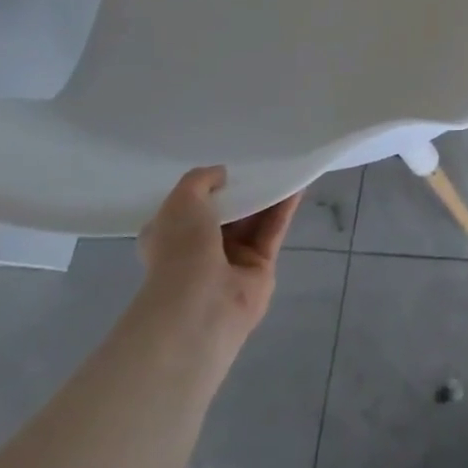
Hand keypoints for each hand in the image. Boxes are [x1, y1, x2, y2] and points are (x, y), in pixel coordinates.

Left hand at [136, 167, 301, 364]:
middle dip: (241, 189)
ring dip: (267, 196)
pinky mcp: (260, 266)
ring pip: (253, 220)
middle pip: (226, 212)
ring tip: (284, 168)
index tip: (225, 168)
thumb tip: (222, 174)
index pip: (188, 208)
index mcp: (170, 236)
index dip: (206, 187)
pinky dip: (284, 209)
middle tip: (260, 163)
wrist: (202, 304)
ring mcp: (231, 260)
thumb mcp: (181, 201)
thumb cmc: (181, 249)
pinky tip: (297, 186)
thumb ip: (200, 180)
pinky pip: (273, 230)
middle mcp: (198, 249)